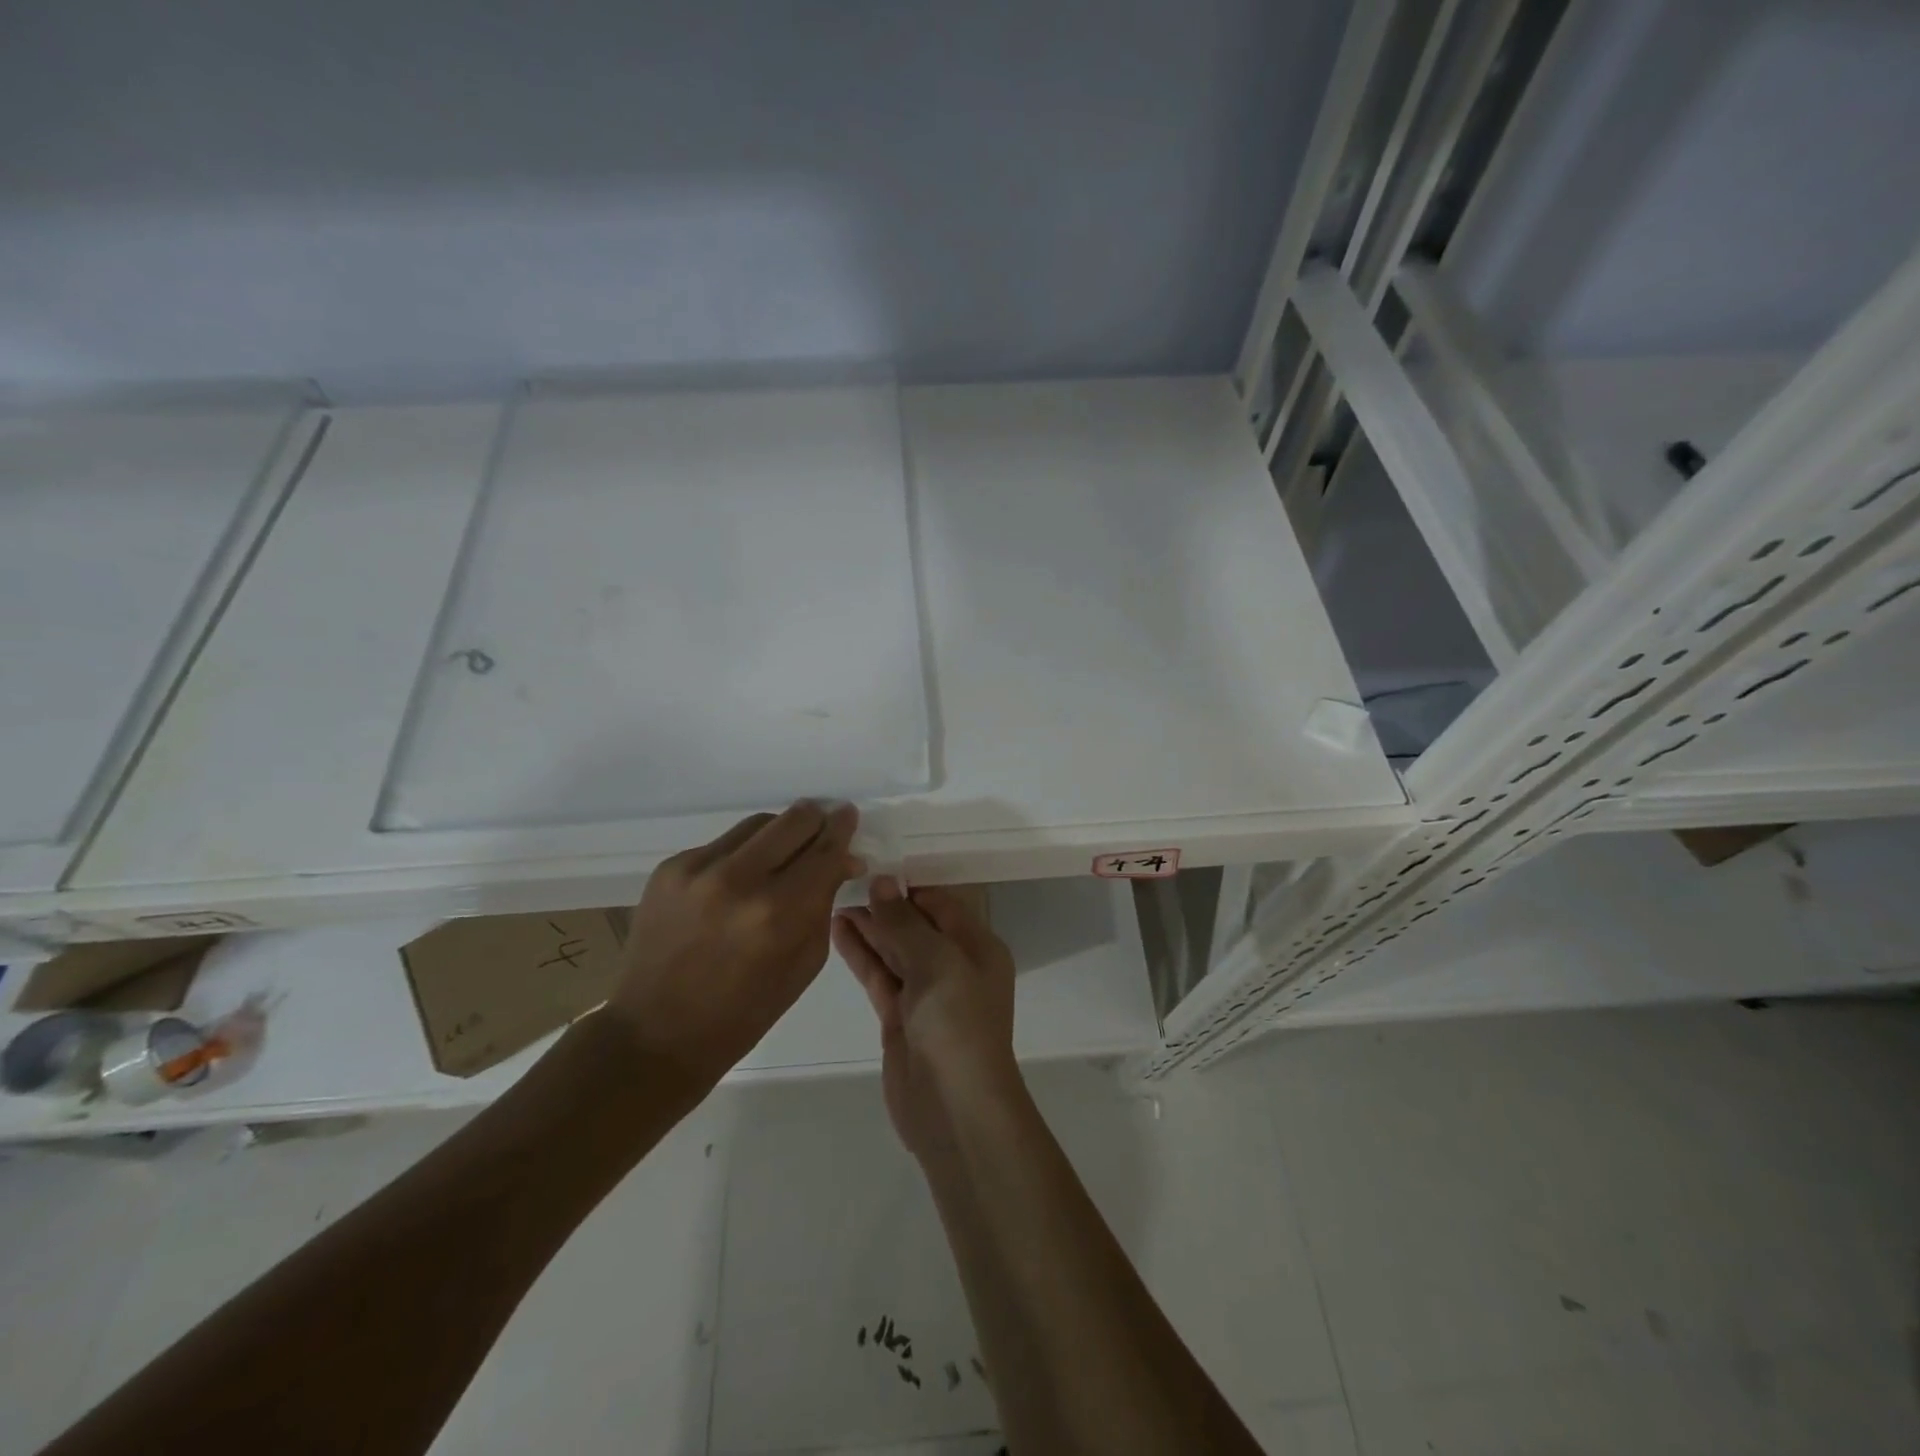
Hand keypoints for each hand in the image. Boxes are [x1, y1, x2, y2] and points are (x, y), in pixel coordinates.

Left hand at [608, 801, 862, 1085]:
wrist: (655, 1033)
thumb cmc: (744, 1013)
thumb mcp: (804, 963)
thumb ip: (825, 904)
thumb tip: (843, 861)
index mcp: (778, 914)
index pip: (825, 850)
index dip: (842, 829)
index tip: (849, 815)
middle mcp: (738, 880)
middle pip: (793, 820)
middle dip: (815, 821)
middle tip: (823, 827)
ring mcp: (697, 869)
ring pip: (757, 824)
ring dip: (779, 834)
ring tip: (782, 855)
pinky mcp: (669, 868)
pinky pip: (722, 844)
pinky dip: (741, 855)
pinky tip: (738, 882)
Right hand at [833, 877, 1021, 1159]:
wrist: (955, 1110)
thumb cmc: (957, 1024)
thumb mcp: (936, 963)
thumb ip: (905, 922)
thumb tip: (883, 882)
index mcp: (977, 947)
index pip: (941, 903)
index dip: (909, 884)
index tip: (874, 862)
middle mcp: (954, 966)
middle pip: (915, 924)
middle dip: (884, 903)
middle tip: (843, 877)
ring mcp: (925, 994)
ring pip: (894, 949)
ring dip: (868, 926)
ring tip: (832, 897)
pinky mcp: (900, 1018)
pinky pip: (879, 976)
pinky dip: (861, 954)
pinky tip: (838, 931)